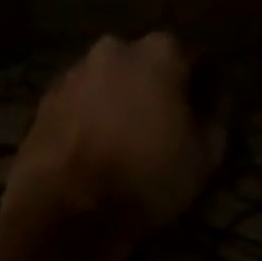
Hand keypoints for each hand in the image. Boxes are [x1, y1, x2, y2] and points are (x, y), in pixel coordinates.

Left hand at [0, 34, 220, 260]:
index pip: (192, 57)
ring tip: (124, 138)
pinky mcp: (45, 98)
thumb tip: (215, 104)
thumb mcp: (204, 157)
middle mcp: (116, 48)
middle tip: (162, 123)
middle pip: (146, 63)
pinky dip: (89, 114)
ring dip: (119, 98)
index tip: (203, 111)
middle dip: (155, 86)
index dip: (201, 85)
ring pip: (109, 79)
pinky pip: (80, 99)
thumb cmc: (146, 177)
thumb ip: (216, 120)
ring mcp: (75, 70)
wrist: (63, 212)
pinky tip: (94, 146)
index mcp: (161, 51)